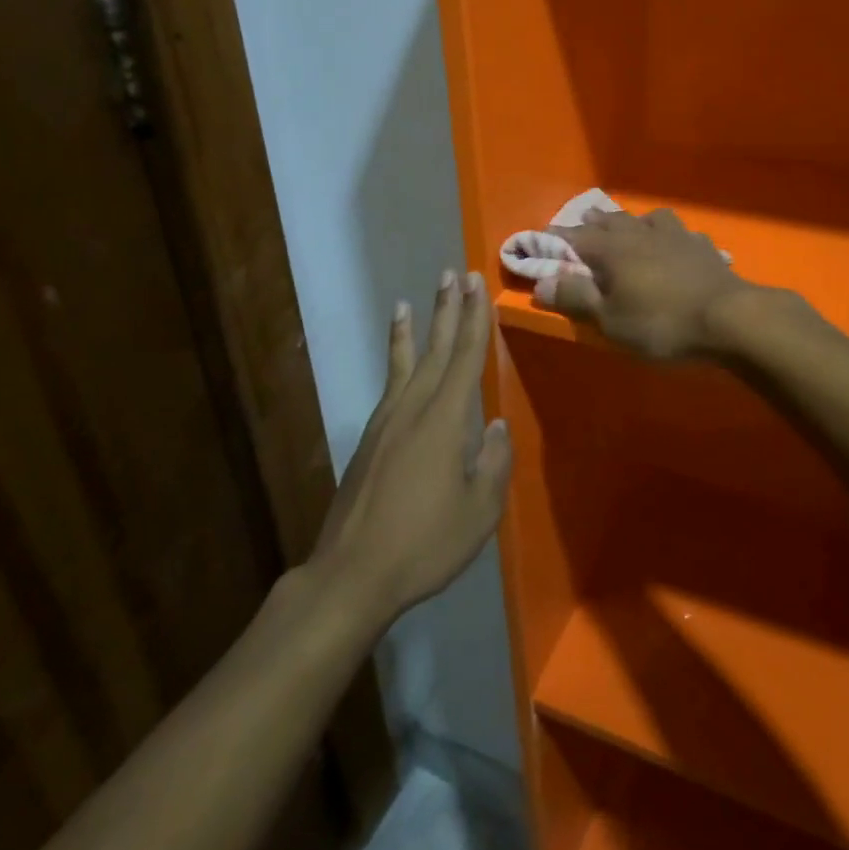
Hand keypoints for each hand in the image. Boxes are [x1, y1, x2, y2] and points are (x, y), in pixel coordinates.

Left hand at [310, 271, 510, 630]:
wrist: (352, 575)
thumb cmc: (424, 544)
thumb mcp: (479, 512)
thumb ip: (493, 463)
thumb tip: (495, 425)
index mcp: (445, 421)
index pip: (466, 357)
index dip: (474, 319)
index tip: (477, 285)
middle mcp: (414, 409)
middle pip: (436, 350)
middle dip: (448, 310)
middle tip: (454, 274)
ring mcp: (386, 423)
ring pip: (406, 363)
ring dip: (415, 329)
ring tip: (411, 300)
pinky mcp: (369, 440)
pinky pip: (389, 385)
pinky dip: (394, 362)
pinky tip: (399, 359)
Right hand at [543, 207, 753, 359]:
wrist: (730, 318)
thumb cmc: (662, 323)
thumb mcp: (611, 320)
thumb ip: (576, 298)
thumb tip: (540, 283)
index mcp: (613, 249)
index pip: (575, 237)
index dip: (556, 238)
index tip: (541, 238)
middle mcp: (642, 233)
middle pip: (612, 220)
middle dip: (594, 222)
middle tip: (583, 223)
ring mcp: (676, 236)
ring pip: (649, 218)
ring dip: (634, 220)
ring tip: (630, 226)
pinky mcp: (703, 247)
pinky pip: (681, 232)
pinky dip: (670, 235)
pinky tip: (675, 243)